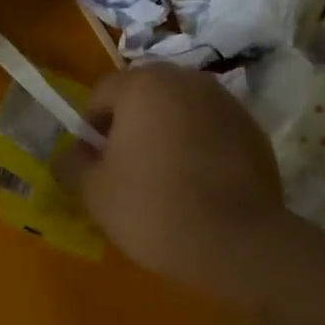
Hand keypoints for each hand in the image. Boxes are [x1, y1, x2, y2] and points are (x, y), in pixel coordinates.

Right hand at [58, 65, 285, 303]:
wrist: (235, 242)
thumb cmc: (151, 207)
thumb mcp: (93, 191)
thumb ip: (71, 164)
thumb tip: (69, 155)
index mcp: (144, 85)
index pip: (101, 94)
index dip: (89, 128)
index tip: (92, 162)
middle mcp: (188, 81)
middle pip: (145, 96)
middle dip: (130, 124)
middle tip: (125, 167)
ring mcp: (227, 103)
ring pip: (181, 111)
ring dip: (166, 132)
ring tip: (163, 176)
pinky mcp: (254, 131)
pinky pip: (212, 130)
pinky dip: (199, 146)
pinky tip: (197, 184)